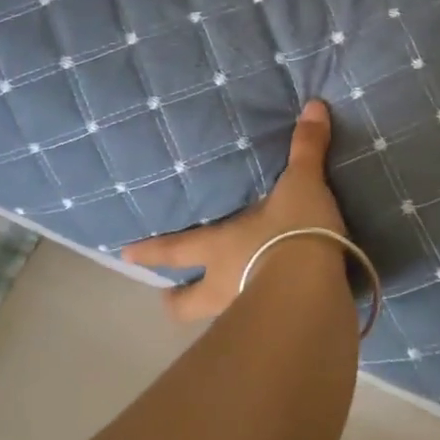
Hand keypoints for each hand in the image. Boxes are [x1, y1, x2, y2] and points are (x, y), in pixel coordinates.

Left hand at [121, 100, 348, 320]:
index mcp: (219, 248)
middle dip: (176, 300)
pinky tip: (271, 319)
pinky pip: (255, 330)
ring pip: (217, 321)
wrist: (314, 288)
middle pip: (186, 304)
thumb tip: (314, 105)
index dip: (150, 252)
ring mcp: (244, 315)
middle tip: (171, 298)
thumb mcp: (302, 183)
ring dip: (216, 316)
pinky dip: (258, 323)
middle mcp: (222, 285)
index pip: (175, 250)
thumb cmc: (293, 232)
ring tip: (225, 311)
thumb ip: (306, 148)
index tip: (124, 255)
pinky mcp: (272, 334)